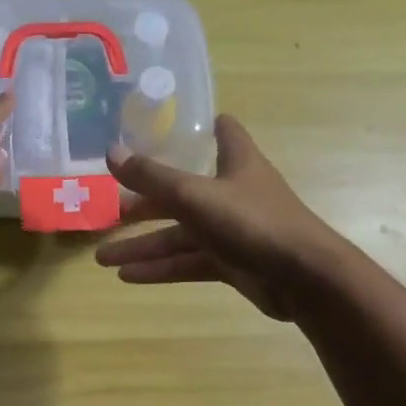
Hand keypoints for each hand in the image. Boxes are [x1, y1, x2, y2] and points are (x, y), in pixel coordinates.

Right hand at [95, 115, 343, 320]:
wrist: (304, 278)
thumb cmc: (252, 221)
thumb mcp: (195, 195)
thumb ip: (152, 177)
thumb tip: (110, 152)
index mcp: (235, 162)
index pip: (221, 131)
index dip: (195, 126)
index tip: (160, 127)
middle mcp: (232, 192)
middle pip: (181, 192)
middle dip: (144, 203)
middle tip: (107, 212)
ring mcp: (232, 230)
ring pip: (180, 234)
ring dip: (143, 245)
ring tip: (101, 257)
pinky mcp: (232, 263)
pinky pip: (189, 262)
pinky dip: (161, 268)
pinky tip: (128, 277)